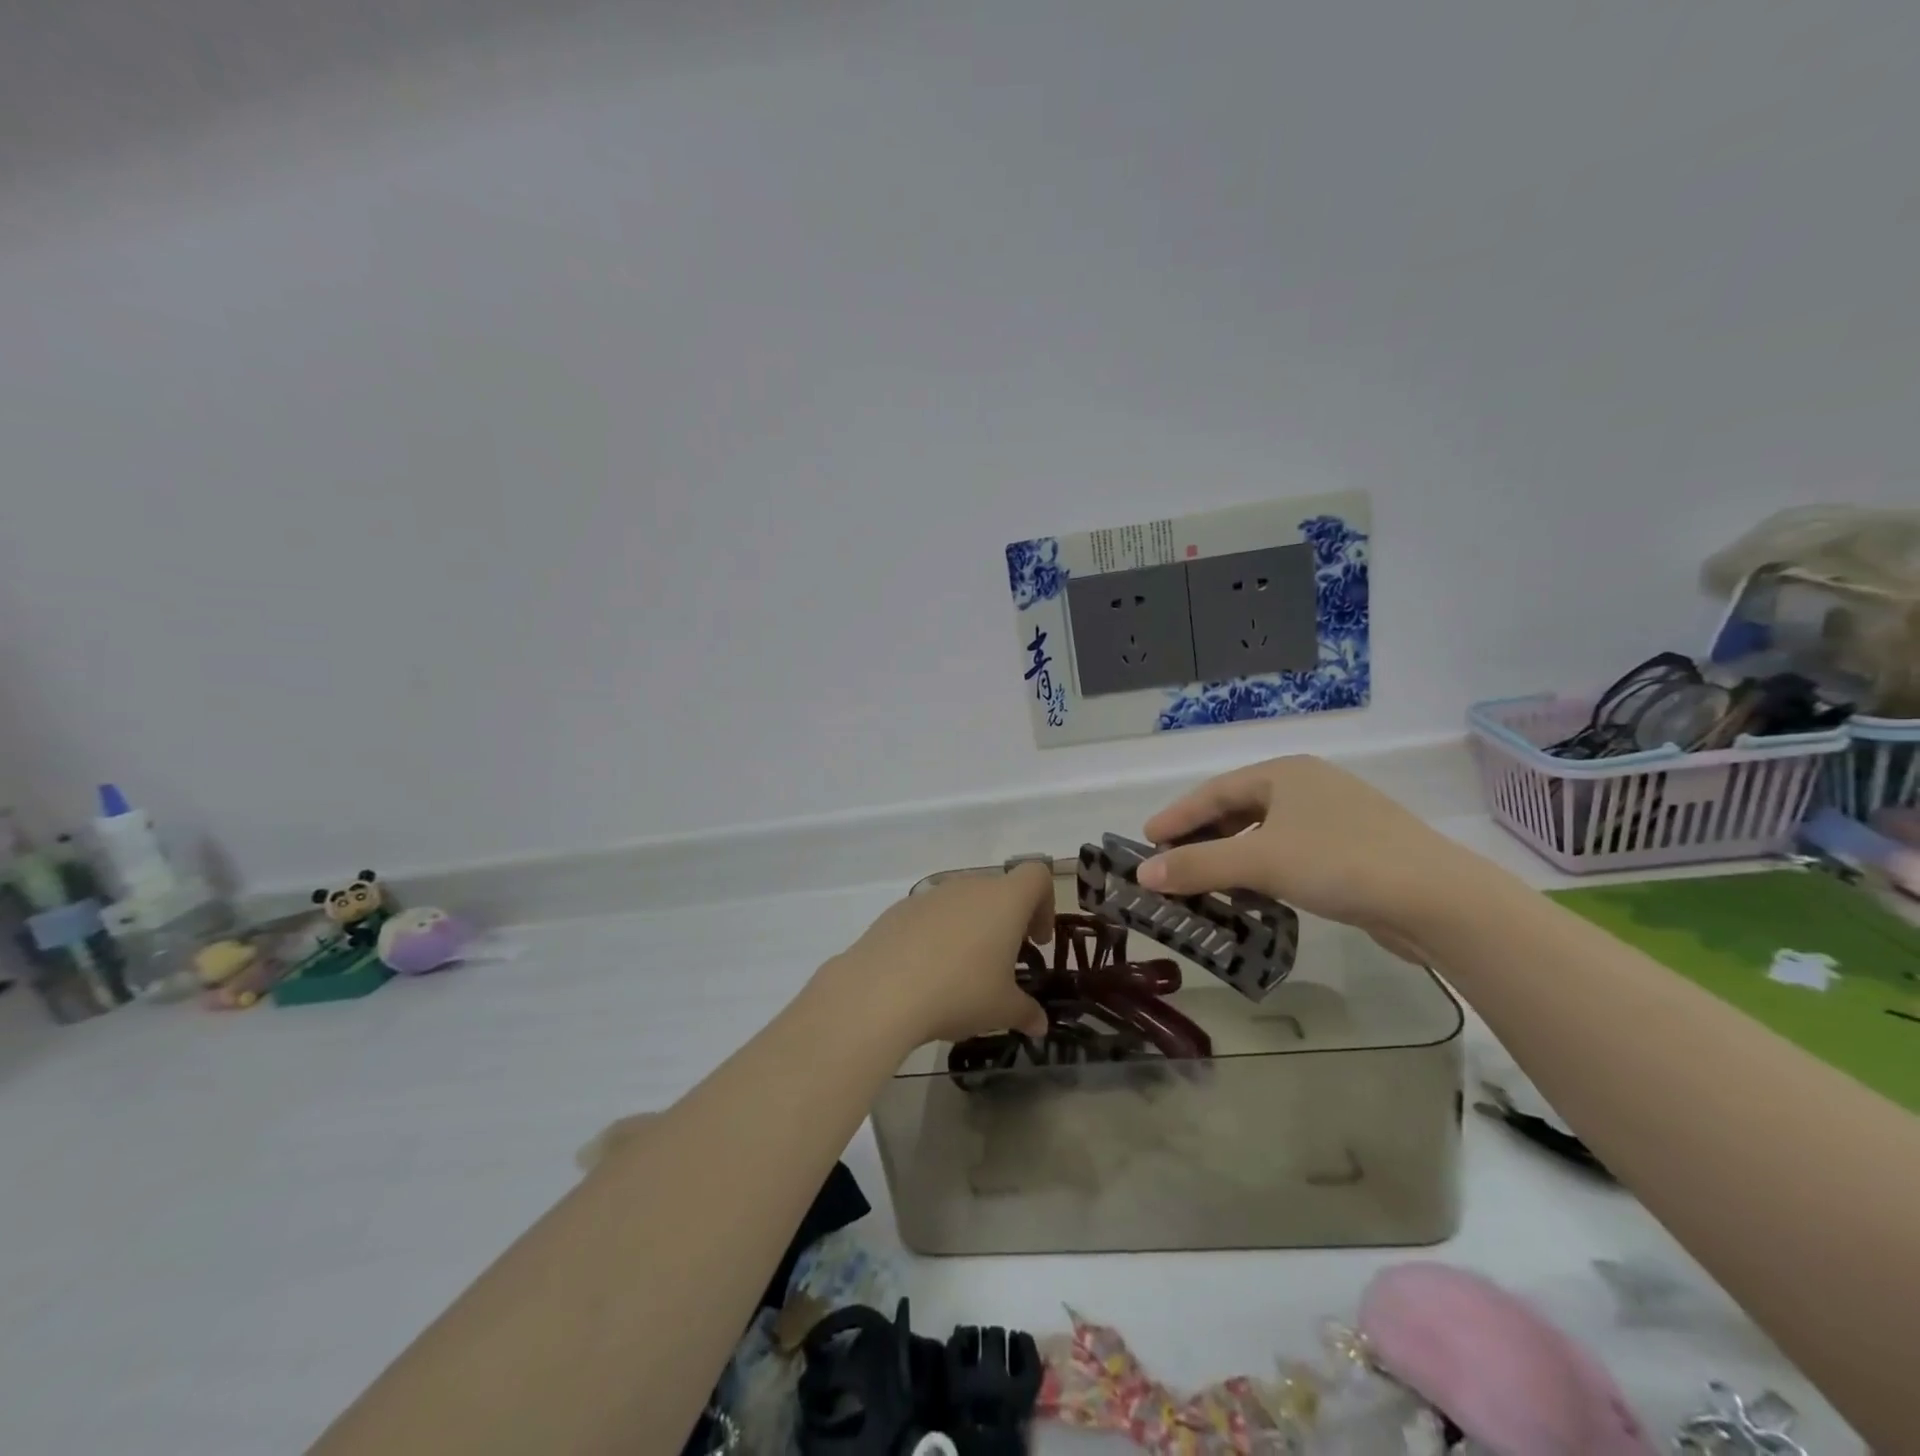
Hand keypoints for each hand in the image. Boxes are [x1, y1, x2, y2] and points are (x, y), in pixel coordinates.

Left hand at [821, 863, 1055, 1047]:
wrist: (881, 991)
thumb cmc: (959, 992)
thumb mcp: (1002, 1010)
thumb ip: (1027, 1012)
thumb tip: (1039, 1024)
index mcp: (1004, 900)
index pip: (1036, 876)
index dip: (1044, 904)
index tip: (1036, 941)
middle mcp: (969, 886)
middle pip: (998, 890)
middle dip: (1007, 922)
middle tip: (1003, 963)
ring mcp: (931, 894)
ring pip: (963, 902)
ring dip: (971, 928)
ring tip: (962, 972)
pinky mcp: (899, 909)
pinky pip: (931, 915)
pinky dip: (938, 935)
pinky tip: (926, 973)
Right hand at [1139, 756, 1461, 954]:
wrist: (1438, 900)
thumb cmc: (1340, 863)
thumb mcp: (1259, 862)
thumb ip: (1197, 866)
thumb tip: (1143, 874)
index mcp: (1285, 773)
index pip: (1214, 791)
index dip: (1176, 816)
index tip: (1146, 840)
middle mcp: (1308, 787)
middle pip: (1238, 809)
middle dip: (1203, 838)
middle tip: (1172, 863)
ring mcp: (1335, 817)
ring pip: (1265, 833)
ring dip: (1232, 857)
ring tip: (1205, 883)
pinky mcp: (1354, 850)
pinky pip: (1290, 853)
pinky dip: (1264, 870)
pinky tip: (1254, 895)